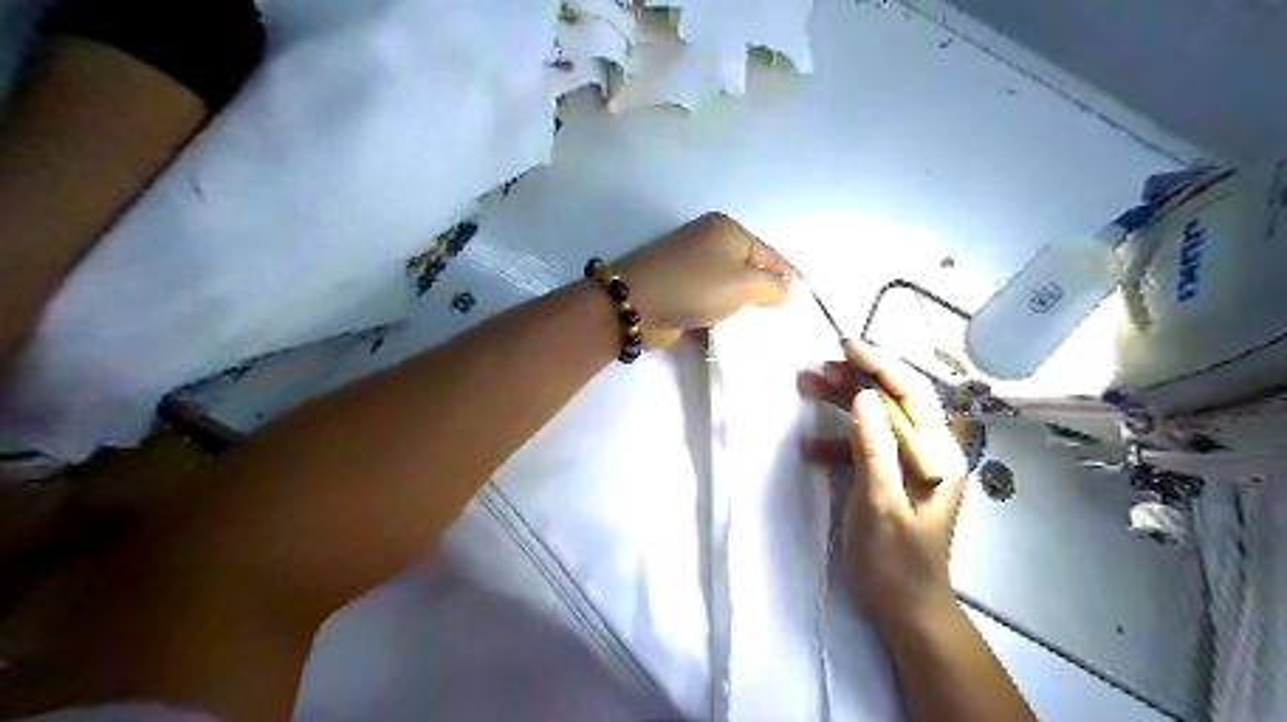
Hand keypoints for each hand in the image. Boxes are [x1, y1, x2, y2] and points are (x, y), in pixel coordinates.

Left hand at [617, 211, 790, 347]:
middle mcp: (708, 239)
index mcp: (727, 229)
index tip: (800, 303)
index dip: (786, 278)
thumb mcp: (744, 284)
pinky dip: (717, 311)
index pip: (769, 254)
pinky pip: (707, 298)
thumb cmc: (696, 287)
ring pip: (726, 285)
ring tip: (752, 325)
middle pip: (747, 268)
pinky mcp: (676, 285)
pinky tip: (725, 327)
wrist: (636, 303)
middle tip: (775, 318)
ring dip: (737, 305)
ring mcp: (689, 262)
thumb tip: (786, 290)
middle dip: (760, 293)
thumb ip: (772, 287)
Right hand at [803, 343, 970, 627]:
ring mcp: (908, 464)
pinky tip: (809, 447)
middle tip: (816, 369)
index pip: (910, 394)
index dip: (879, 365)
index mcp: (937, 455)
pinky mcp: (889, 476)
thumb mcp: (879, 504)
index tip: (845, 347)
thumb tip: (861, 397)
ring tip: (806, 388)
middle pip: (892, 401)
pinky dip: (837, 440)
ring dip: (841, 404)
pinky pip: (863, 445)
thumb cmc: (895, 560)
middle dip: (855, 380)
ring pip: (874, 419)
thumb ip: (873, 449)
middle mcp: (928, 451)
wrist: (904, 608)